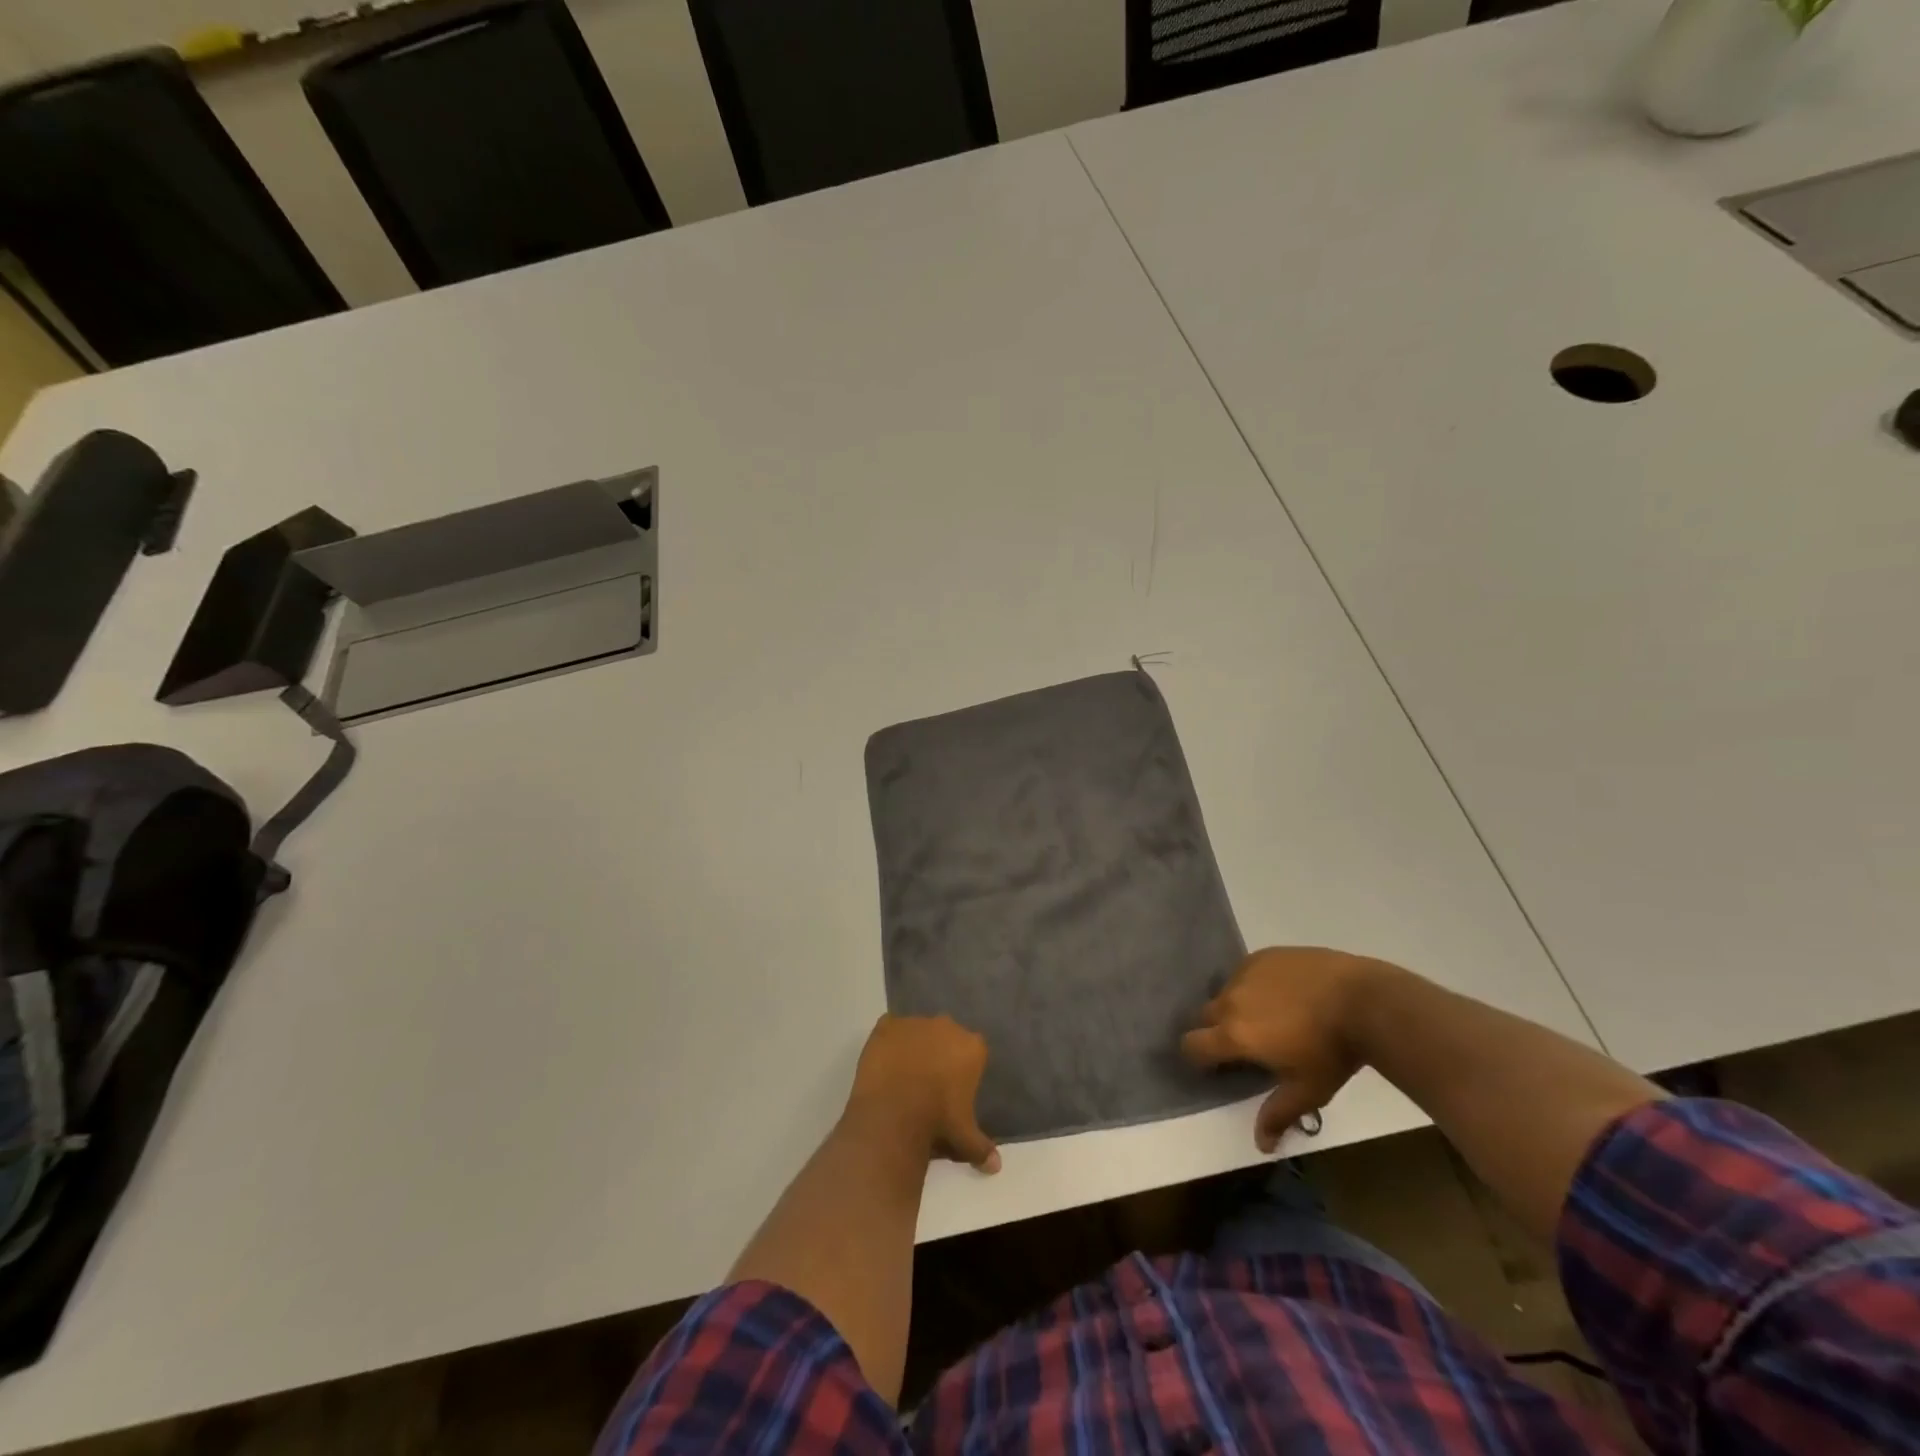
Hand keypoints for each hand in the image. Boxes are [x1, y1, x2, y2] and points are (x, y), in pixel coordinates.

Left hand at [846, 1015, 999, 1173]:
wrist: (893, 1114)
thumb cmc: (937, 1122)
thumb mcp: (965, 1139)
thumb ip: (982, 1148)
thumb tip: (996, 1166)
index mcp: (972, 1046)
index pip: (973, 1051)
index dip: (964, 1069)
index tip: (954, 1089)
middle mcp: (947, 1025)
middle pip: (946, 1035)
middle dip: (940, 1053)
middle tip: (929, 1082)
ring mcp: (915, 1022)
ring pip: (918, 1031)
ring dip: (914, 1046)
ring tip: (903, 1075)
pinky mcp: (887, 1025)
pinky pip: (890, 1029)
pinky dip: (888, 1043)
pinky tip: (884, 1064)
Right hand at [1181, 948, 1395, 1153]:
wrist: (1363, 999)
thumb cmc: (1333, 1052)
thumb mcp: (1308, 1090)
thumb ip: (1278, 1114)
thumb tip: (1261, 1145)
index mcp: (1234, 1034)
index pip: (1192, 1044)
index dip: (1197, 1056)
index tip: (1216, 1065)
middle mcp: (1231, 999)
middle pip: (1204, 1015)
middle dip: (1215, 1030)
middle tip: (1244, 1044)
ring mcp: (1246, 971)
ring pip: (1226, 991)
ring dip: (1236, 1005)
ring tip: (1268, 1016)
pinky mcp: (1264, 955)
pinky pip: (1247, 972)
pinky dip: (1255, 984)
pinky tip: (1283, 994)